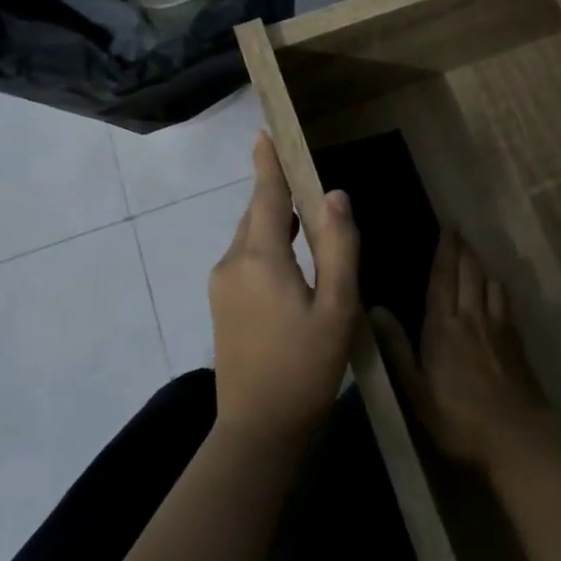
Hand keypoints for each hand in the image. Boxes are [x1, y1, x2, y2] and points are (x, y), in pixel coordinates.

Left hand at [208, 132, 360, 445]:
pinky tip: (292, 257)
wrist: (259, 429)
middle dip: (279, 192)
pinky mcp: (222, 304)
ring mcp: (222, 284)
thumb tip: (335, 195)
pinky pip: (246, 257)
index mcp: (260, 258)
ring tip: (307, 214)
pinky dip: (268, 244)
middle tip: (306, 175)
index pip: (267, 196)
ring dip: (276, 220)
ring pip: (251, 236)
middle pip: (258, 214)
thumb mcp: (337, 307)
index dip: (269, 163)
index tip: (265, 131)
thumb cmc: (306, 366)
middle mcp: (232, 262)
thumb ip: (338, 246)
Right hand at [375, 230, 553, 473]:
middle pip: (470, 273)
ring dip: (482, 266)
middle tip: (459, 234)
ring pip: (490, 283)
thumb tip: (375, 308)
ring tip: (476, 257)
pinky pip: (505, 302)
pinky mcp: (517, 341)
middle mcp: (472, 317)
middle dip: (464, 251)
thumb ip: (397, 348)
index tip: (448, 229)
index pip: (443, 278)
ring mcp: (498, 328)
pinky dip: (498, 288)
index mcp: (443, 326)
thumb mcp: (416, 389)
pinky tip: (497, 292)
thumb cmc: (457, 417)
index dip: (445, 252)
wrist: (516, 435)